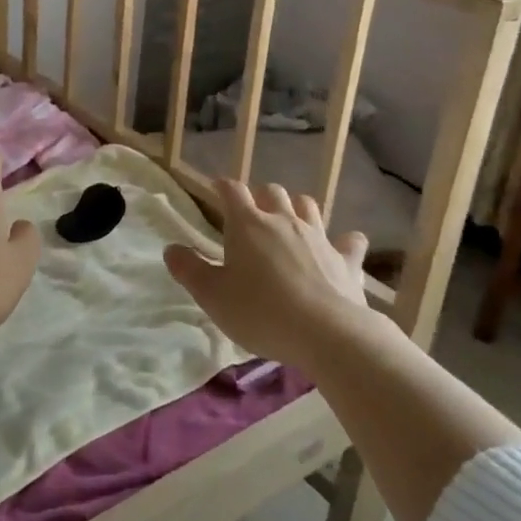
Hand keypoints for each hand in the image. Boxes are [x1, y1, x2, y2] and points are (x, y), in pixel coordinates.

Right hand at [163, 180, 369, 366]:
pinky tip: (342, 246)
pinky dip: (344, 241)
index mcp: (248, 224)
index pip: (232, 191)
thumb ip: (189, 270)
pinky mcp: (346, 260)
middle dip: (260, 196)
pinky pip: (349, 241)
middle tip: (252, 212)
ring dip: (297, 208)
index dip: (222, 186)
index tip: (217, 188)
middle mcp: (284, 220)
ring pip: (308, 206)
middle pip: (272, 191)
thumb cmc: (260, 311)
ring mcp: (319, 237)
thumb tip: (171, 248)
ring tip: (289, 220)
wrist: (327, 333)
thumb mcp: (212, 295)